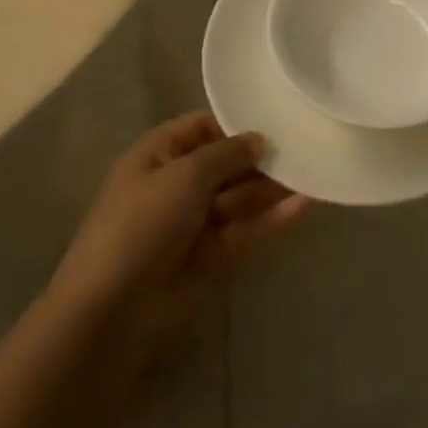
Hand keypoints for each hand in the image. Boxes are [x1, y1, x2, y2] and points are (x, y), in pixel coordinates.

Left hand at [51, 113, 307, 347]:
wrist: (113, 310)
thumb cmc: (143, 223)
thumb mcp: (185, 174)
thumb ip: (228, 153)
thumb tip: (259, 139)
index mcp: (158, 155)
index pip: (202, 126)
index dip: (236, 121)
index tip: (276, 117)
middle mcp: (177, 184)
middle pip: (227, 162)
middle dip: (261, 155)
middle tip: (306, 142)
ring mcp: (195, 222)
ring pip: (240, 196)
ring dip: (273, 185)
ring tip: (314, 169)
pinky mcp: (212, 257)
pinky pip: (247, 229)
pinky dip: (273, 218)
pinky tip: (306, 205)